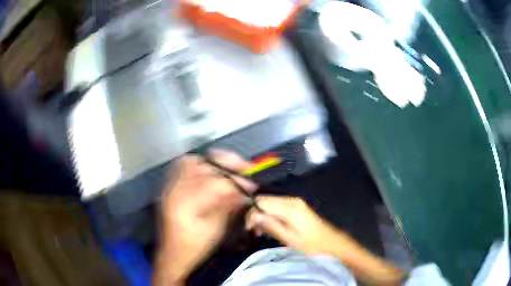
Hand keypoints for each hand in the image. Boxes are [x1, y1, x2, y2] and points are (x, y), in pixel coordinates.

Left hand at [155, 151, 255, 284]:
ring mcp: (170, 187)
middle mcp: (176, 189)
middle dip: (226, 164)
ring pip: (191, 162)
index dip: (237, 182)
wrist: (173, 255)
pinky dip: (198, 165)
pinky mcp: (170, 189)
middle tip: (244, 167)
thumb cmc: (195, 247)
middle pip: (202, 166)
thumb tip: (245, 192)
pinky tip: (210, 170)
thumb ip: (228, 207)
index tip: (251, 187)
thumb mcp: (215, 230)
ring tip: (228, 166)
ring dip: (212, 162)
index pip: (216, 183)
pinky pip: (182, 167)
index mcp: (187, 203)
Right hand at [246, 196, 349, 255]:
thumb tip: (253, 215)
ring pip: (271, 204)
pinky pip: (278, 207)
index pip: (261, 201)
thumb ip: (271, 225)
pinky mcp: (298, 207)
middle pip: (265, 200)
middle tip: (256, 231)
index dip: (252, 213)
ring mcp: (296, 203)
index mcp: (290, 207)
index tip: (250, 228)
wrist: (333, 245)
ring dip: (264, 216)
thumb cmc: (312, 245)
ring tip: (263, 232)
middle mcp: (292, 200)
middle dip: (257, 214)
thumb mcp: (290, 239)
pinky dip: (272, 216)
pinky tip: (273, 228)